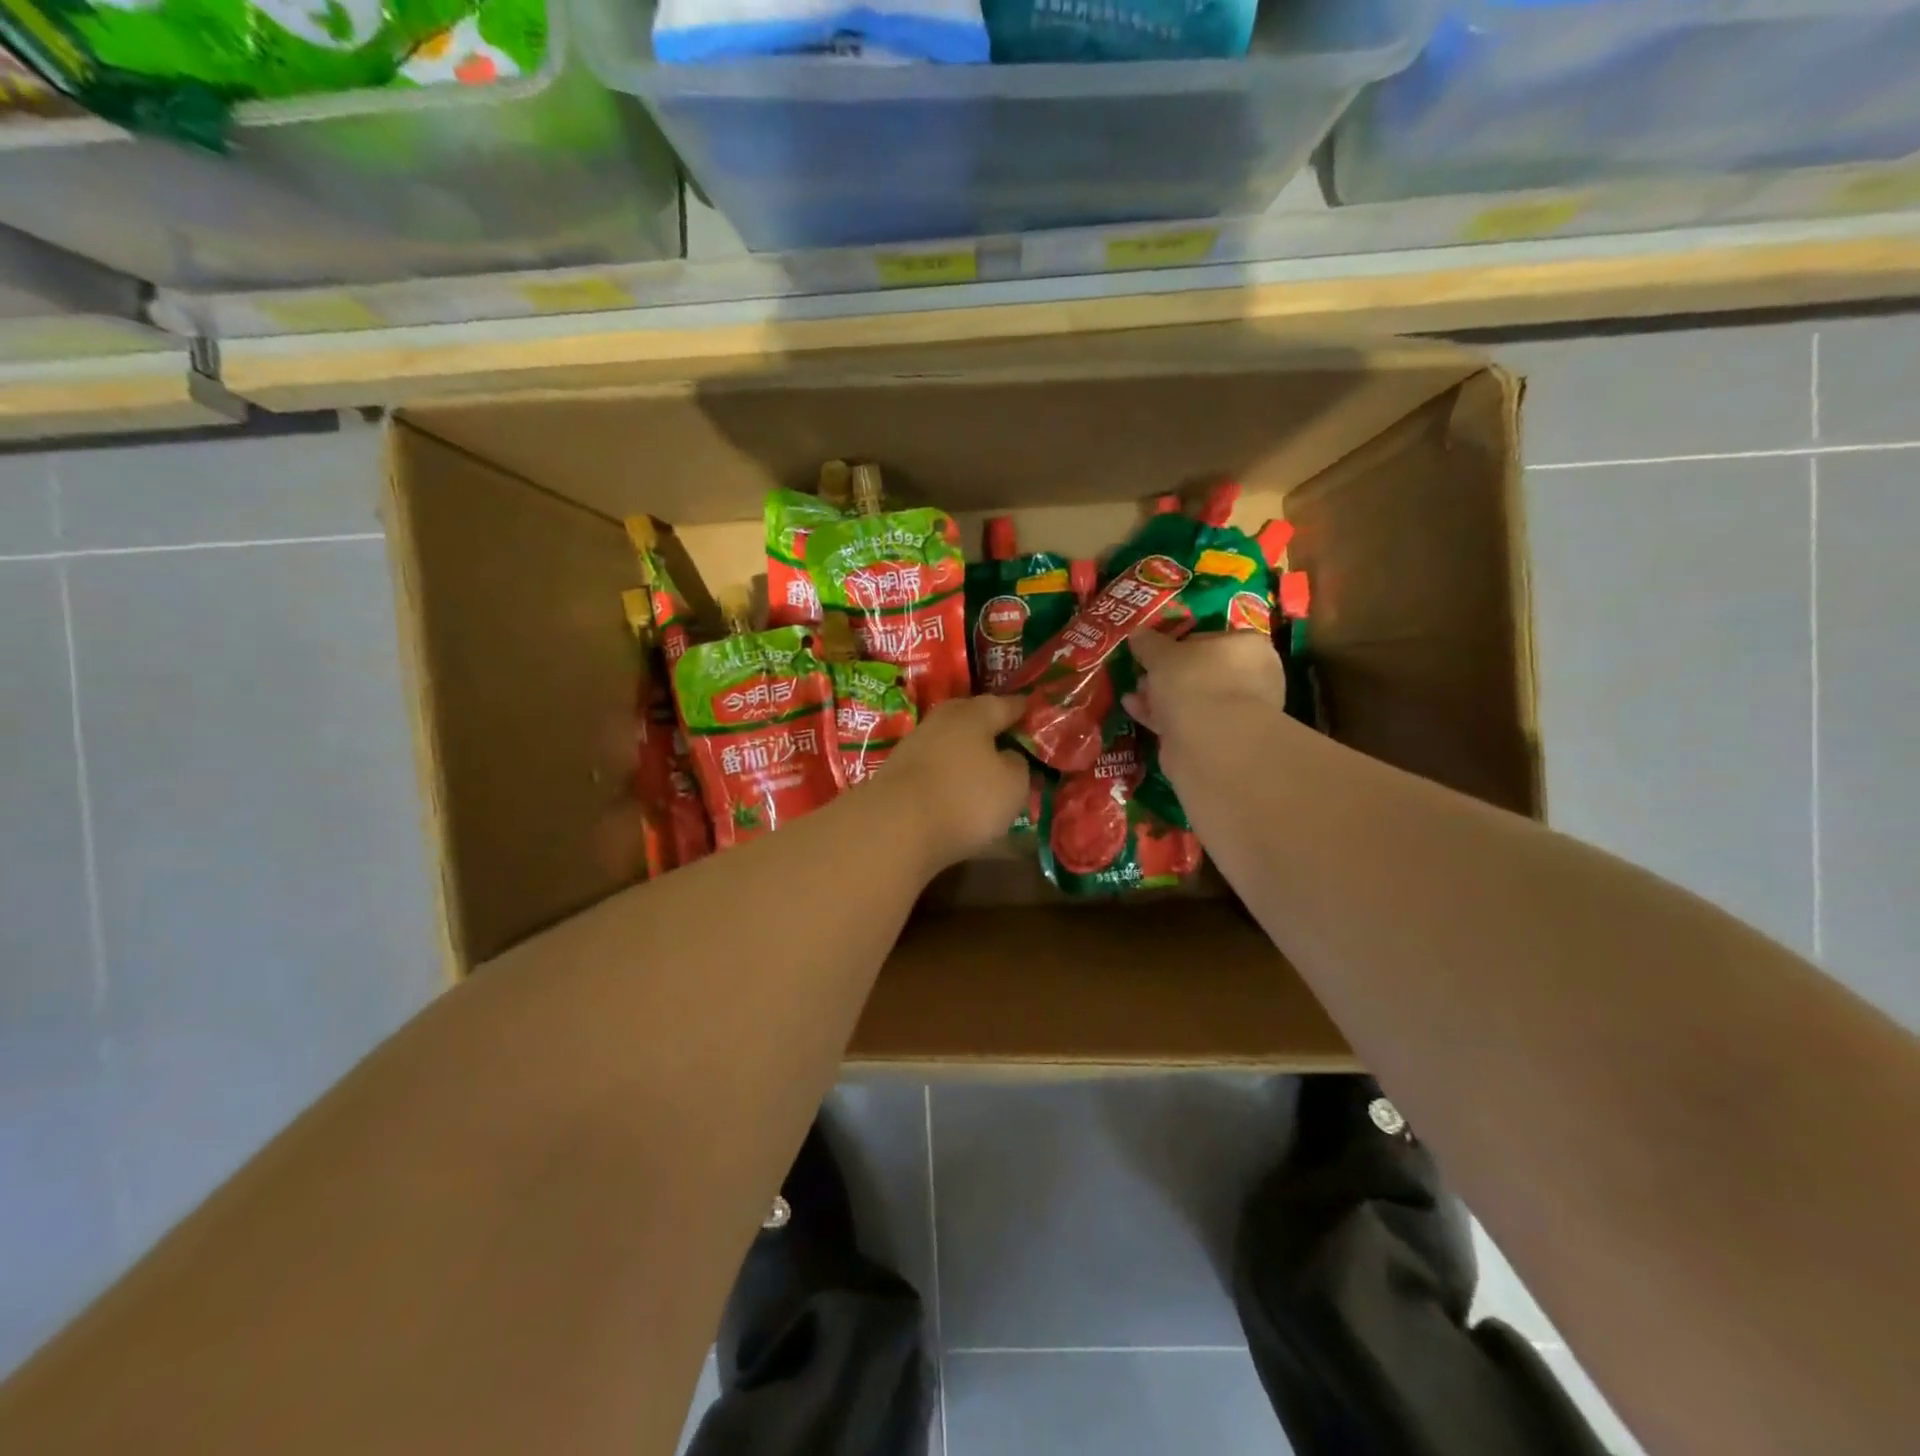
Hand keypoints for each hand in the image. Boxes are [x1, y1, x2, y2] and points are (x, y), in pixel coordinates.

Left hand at [875, 693, 1030, 867]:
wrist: (894, 827)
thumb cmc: (965, 798)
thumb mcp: (1012, 785)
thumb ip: (1018, 765)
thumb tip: (1008, 756)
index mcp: (974, 714)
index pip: (1005, 704)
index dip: (1023, 710)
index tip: (1034, 713)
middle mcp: (941, 720)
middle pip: (971, 717)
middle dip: (989, 726)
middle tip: (1008, 738)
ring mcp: (914, 745)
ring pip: (949, 741)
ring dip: (965, 751)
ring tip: (983, 767)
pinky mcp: (896, 772)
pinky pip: (933, 765)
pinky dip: (946, 772)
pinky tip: (954, 787)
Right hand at [1122, 628, 1286, 748]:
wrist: (1211, 741)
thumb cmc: (1194, 681)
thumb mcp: (1162, 654)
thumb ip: (1149, 643)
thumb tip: (1138, 633)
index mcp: (1247, 646)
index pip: (1210, 638)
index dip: (1178, 644)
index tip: (1154, 652)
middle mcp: (1250, 677)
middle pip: (1200, 671)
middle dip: (1168, 674)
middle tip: (1142, 674)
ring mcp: (1237, 711)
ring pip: (1192, 698)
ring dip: (1161, 696)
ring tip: (1133, 693)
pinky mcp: (1219, 739)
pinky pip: (1186, 721)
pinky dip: (1162, 716)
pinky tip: (1135, 710)